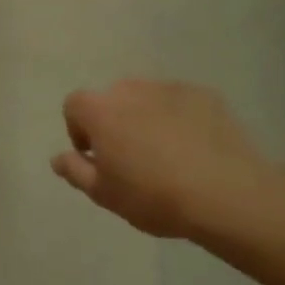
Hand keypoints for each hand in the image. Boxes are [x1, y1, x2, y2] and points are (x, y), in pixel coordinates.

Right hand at [52, 79, 284, 238]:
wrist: (227, 194)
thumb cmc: (154, 196)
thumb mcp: (104, 194)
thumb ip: (75, 171)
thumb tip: (57, 158)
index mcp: (100, 109)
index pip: (74, 105)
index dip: (79, 130)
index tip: (96, 157)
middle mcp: (130, 89)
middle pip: (111, 100)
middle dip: (115, 123)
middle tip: (131, 159)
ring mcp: (169, 88)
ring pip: (147, 99)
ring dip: (146, 119)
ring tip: (167, 155)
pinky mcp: (204, 95)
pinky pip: (180, 103)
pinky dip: (180, 119)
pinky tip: (196, 149)